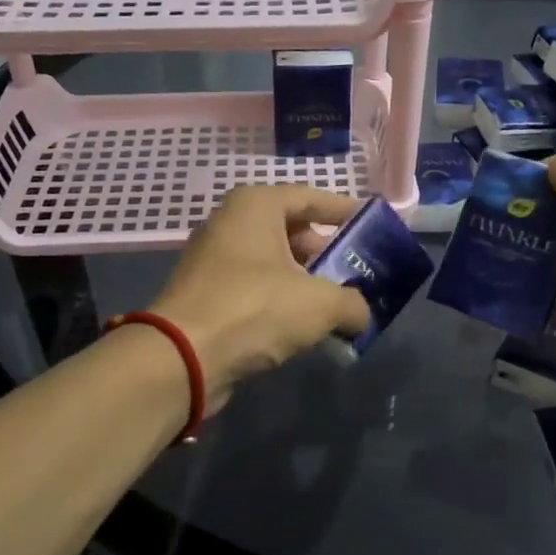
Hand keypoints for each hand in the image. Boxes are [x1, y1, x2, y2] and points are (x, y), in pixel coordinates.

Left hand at [147, 185, 372, 409]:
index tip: (373, 226)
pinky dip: (280, 301)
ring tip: (337, 304)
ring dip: (304, 281)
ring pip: (272, 262)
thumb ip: (353, 304)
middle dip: (325, 253)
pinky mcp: (205, 294)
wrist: (183, 357)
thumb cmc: (255, 309)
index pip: (311, 198)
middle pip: (291, 230)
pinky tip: (303, 326)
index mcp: (255, 205)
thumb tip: (360, 315)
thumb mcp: (321, 304)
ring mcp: (213, 259)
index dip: (345, 212)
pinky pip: (254, 288)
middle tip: (356, 273)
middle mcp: (230, 223)